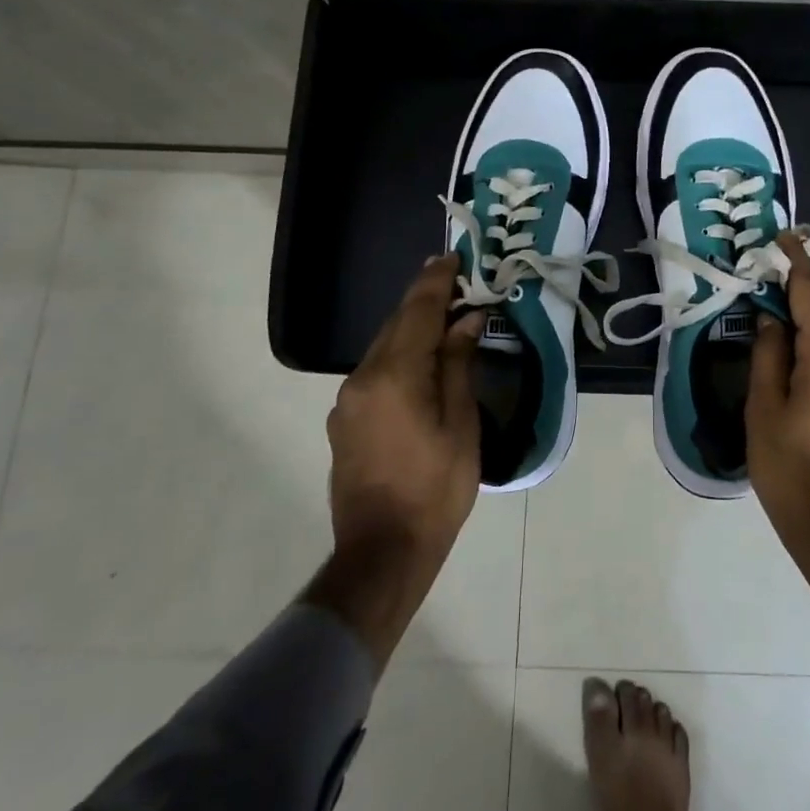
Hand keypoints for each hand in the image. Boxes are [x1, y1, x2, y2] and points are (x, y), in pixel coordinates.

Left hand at [307, 255, 482, 669]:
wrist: (381, 553)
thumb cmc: (435, 489)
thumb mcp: (461, 425)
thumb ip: (458, 365)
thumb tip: (465, 320)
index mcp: (394, 375)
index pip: (418, 311)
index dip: (436, 281)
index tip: (452, 257)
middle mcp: (362, 378)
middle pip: (396, 324)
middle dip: (424, 299)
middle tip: (455, 281)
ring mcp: (347, 400)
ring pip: (383, 347)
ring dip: (411, 328)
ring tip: (443, 317)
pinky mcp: (344, 420)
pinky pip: (375, 371)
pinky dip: (399, 355)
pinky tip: (420, 363)